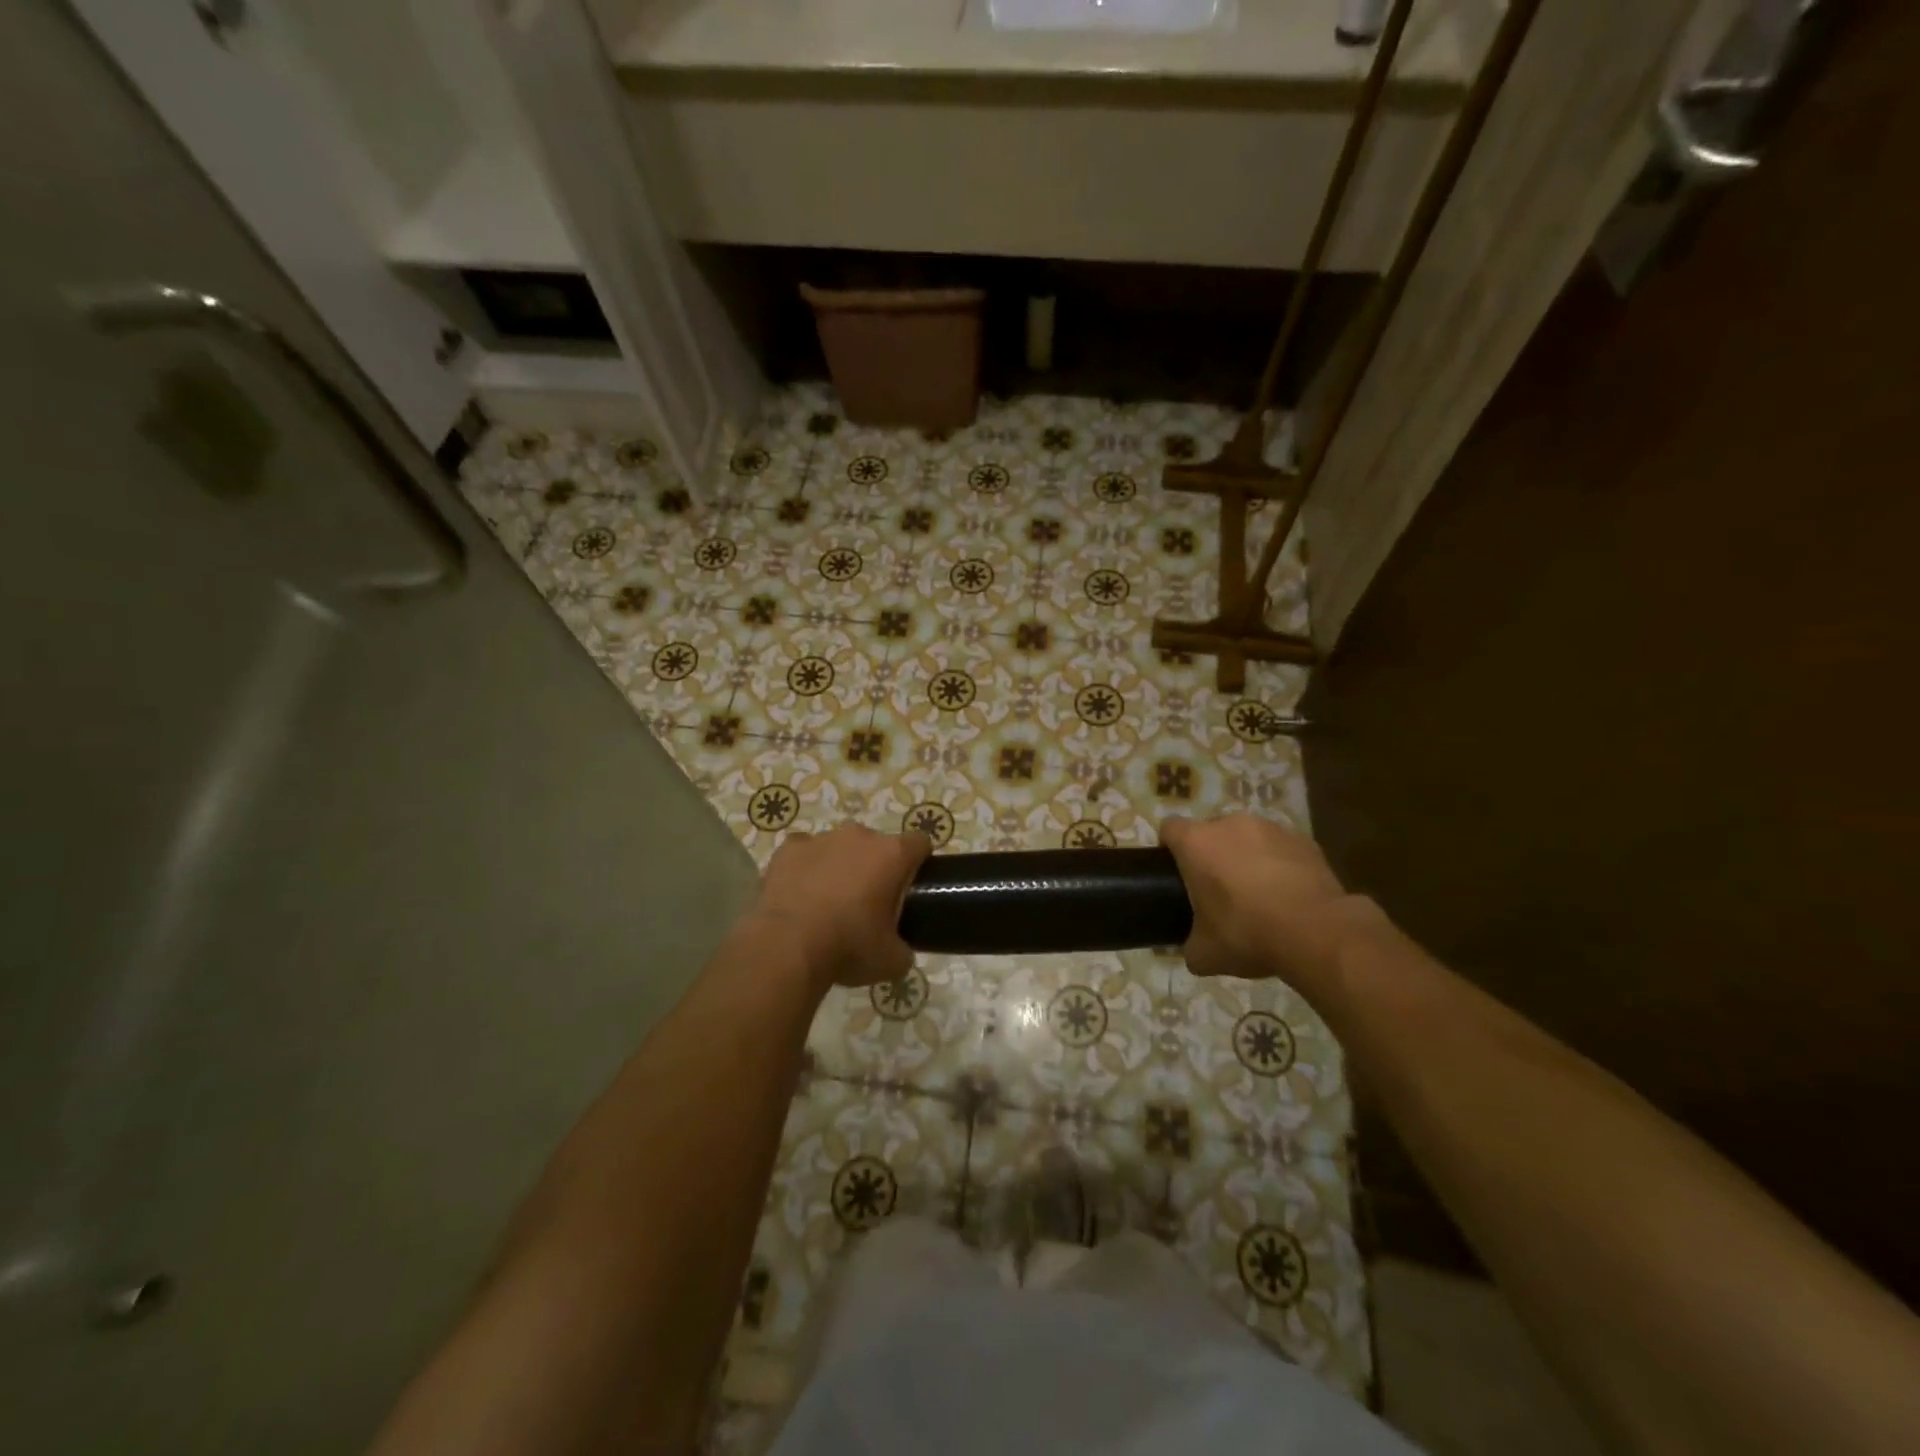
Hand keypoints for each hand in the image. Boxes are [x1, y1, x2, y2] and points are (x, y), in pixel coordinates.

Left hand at [748, 825, 930, 991]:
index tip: (911, 886)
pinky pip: (804, 853)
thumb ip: (904, 948)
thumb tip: (899, 950)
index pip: (919, 843)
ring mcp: (821, 839)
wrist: (787, 948)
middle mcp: (859, 836)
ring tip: (828, 903)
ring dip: (839, 866)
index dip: (919, 862)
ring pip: (839, 847)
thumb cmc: (848, 948)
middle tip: (867, 903)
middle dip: (875, 867)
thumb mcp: (892, 961)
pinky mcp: (788, 849)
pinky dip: (806, 868)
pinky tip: (800, 895)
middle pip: (877, 845)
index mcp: (891, 855)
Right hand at [1161, 814, 1368, 989]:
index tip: (1177, 873)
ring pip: (1247, 836)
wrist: (1317, 932)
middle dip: (1211, 854)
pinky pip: (1280, 847)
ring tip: (1259, 892)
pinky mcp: (1303, 839)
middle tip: (1218, 889)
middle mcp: (1230, 824)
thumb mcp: (1205, 953)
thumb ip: (1189, 945)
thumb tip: (1192, 950)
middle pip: (1210, 831)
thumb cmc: (1248, 934)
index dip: (1169, 848)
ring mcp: (1270, 828)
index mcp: (1197, 843)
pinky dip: (1279, 863)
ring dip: (1246, 856)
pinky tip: (1288, 893)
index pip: (1169, 829)